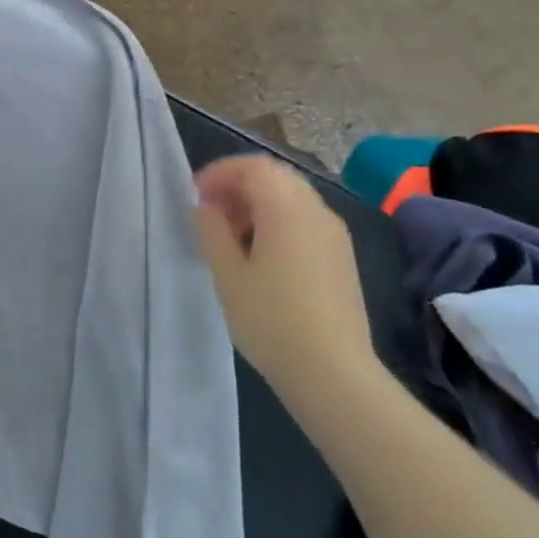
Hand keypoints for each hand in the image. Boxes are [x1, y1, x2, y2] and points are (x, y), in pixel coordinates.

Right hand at [193, 155, 378, 385]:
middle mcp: (316, 211)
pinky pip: (305, 221)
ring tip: (231, 238)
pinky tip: (260, 258)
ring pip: (292, 198)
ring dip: (257, 205)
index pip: (253, 166)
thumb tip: (208, 208)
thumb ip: (212, 231)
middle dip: (238, 186)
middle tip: (210, 214)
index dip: (220, 173)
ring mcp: (335, 234)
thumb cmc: (271, 320)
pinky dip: (277, 222)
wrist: (333, 371)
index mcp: (287, 208)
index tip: (196, 197)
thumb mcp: (228, 275)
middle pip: (275, 177)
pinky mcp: (342, 256)